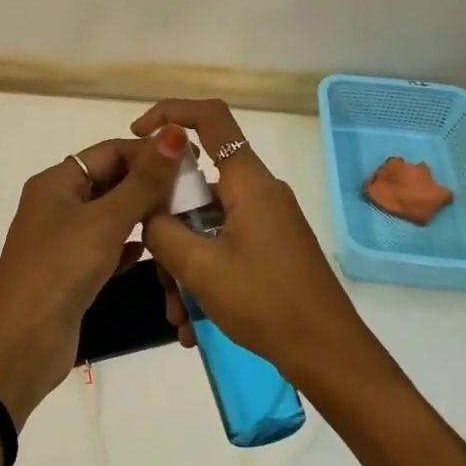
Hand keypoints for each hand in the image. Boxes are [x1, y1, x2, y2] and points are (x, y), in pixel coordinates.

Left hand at [0, 127, 189, 421]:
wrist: (22, 344)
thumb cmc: (60, 270)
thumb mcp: (105, 222)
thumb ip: (143, 181)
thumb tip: (173, 134)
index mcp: (56, 183)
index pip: (109, 151)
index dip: (148, 152)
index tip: (190, 160)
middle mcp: (57, 205)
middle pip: (110, 181)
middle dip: (148, 183)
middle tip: (193, 191)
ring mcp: (64, 240)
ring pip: (111, 215)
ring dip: (142, 214)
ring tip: (181, 217)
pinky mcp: (72, 271)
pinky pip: (107, 247)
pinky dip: (129, 245)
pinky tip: (152, 250)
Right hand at [132, 99, 385, 393]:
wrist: (327, 353)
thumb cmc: (265, 302)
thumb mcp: (201, 267)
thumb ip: (162, 230)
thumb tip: (147, 211)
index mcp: (249, 182)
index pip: (211, 118)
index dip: (171, 112)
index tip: (138, 134)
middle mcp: (259, 193)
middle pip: (198, 185)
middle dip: (167, 226)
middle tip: (155, 270)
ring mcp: (266, 222)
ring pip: (206, 225)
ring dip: (182, 266)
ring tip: (178, 317)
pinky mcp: (269, 249)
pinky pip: (222, 248)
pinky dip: (203, 277)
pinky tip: (193, 323)